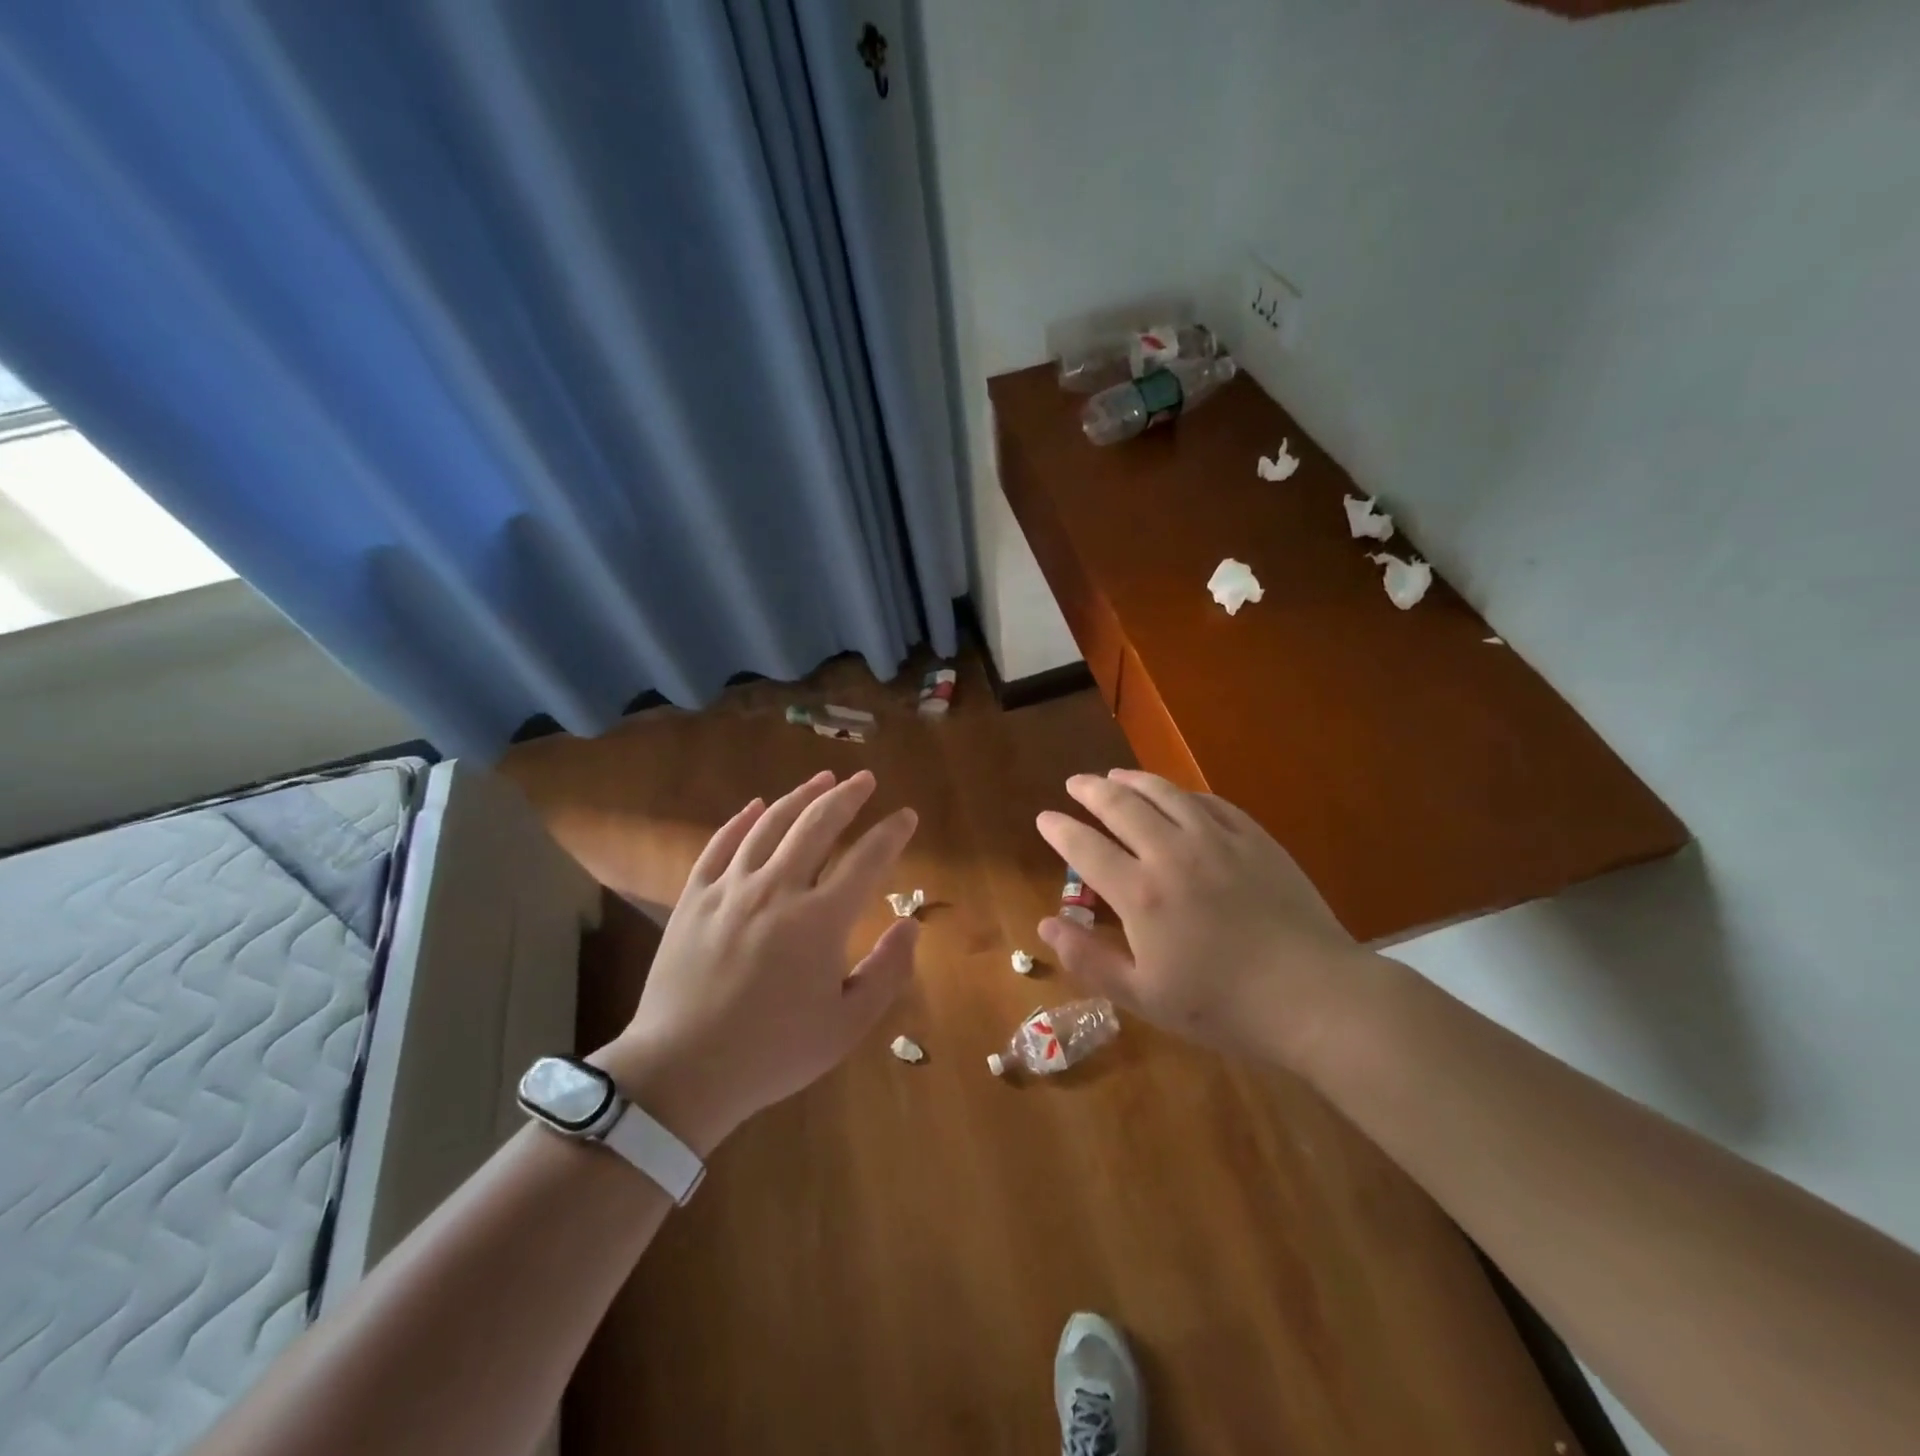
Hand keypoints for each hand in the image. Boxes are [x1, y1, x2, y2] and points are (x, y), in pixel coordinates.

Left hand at [593, 770, 918, 1153]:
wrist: (682, 1072)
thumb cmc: (774, 1052)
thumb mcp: (847, 1024)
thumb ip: (887, 971)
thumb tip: (910, 924)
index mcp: (820, 920)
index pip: (866, 859)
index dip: (891, 833)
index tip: (906, 816)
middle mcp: (777, 889)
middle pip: (817, 825)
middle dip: (846, 797)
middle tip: (865, 779)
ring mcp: (730, 889)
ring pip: (770, 826)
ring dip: (800, 797)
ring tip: (822, 779)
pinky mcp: (694, 898)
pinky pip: (720, 845)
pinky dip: (741, 821)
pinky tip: (755, 806)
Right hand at [1035, 769, 1368, 1068]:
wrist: (1313, 995)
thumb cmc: (1222, 1006)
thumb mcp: (1145, 996)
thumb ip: (1090, 959)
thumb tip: (1046, 925)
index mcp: (1140, 893)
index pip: (1085, 847)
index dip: (1059, 829)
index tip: (1044, 818)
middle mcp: (1172, 853)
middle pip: (1121, 806)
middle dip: (1091, 790)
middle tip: (1075, 783)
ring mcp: (1217, 840)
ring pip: (1165, 794)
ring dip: (1134, 780)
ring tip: (1116, 775)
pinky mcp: (1254, 839)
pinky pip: (1210, 803)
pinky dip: (1183, 794)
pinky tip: (1178, 796)